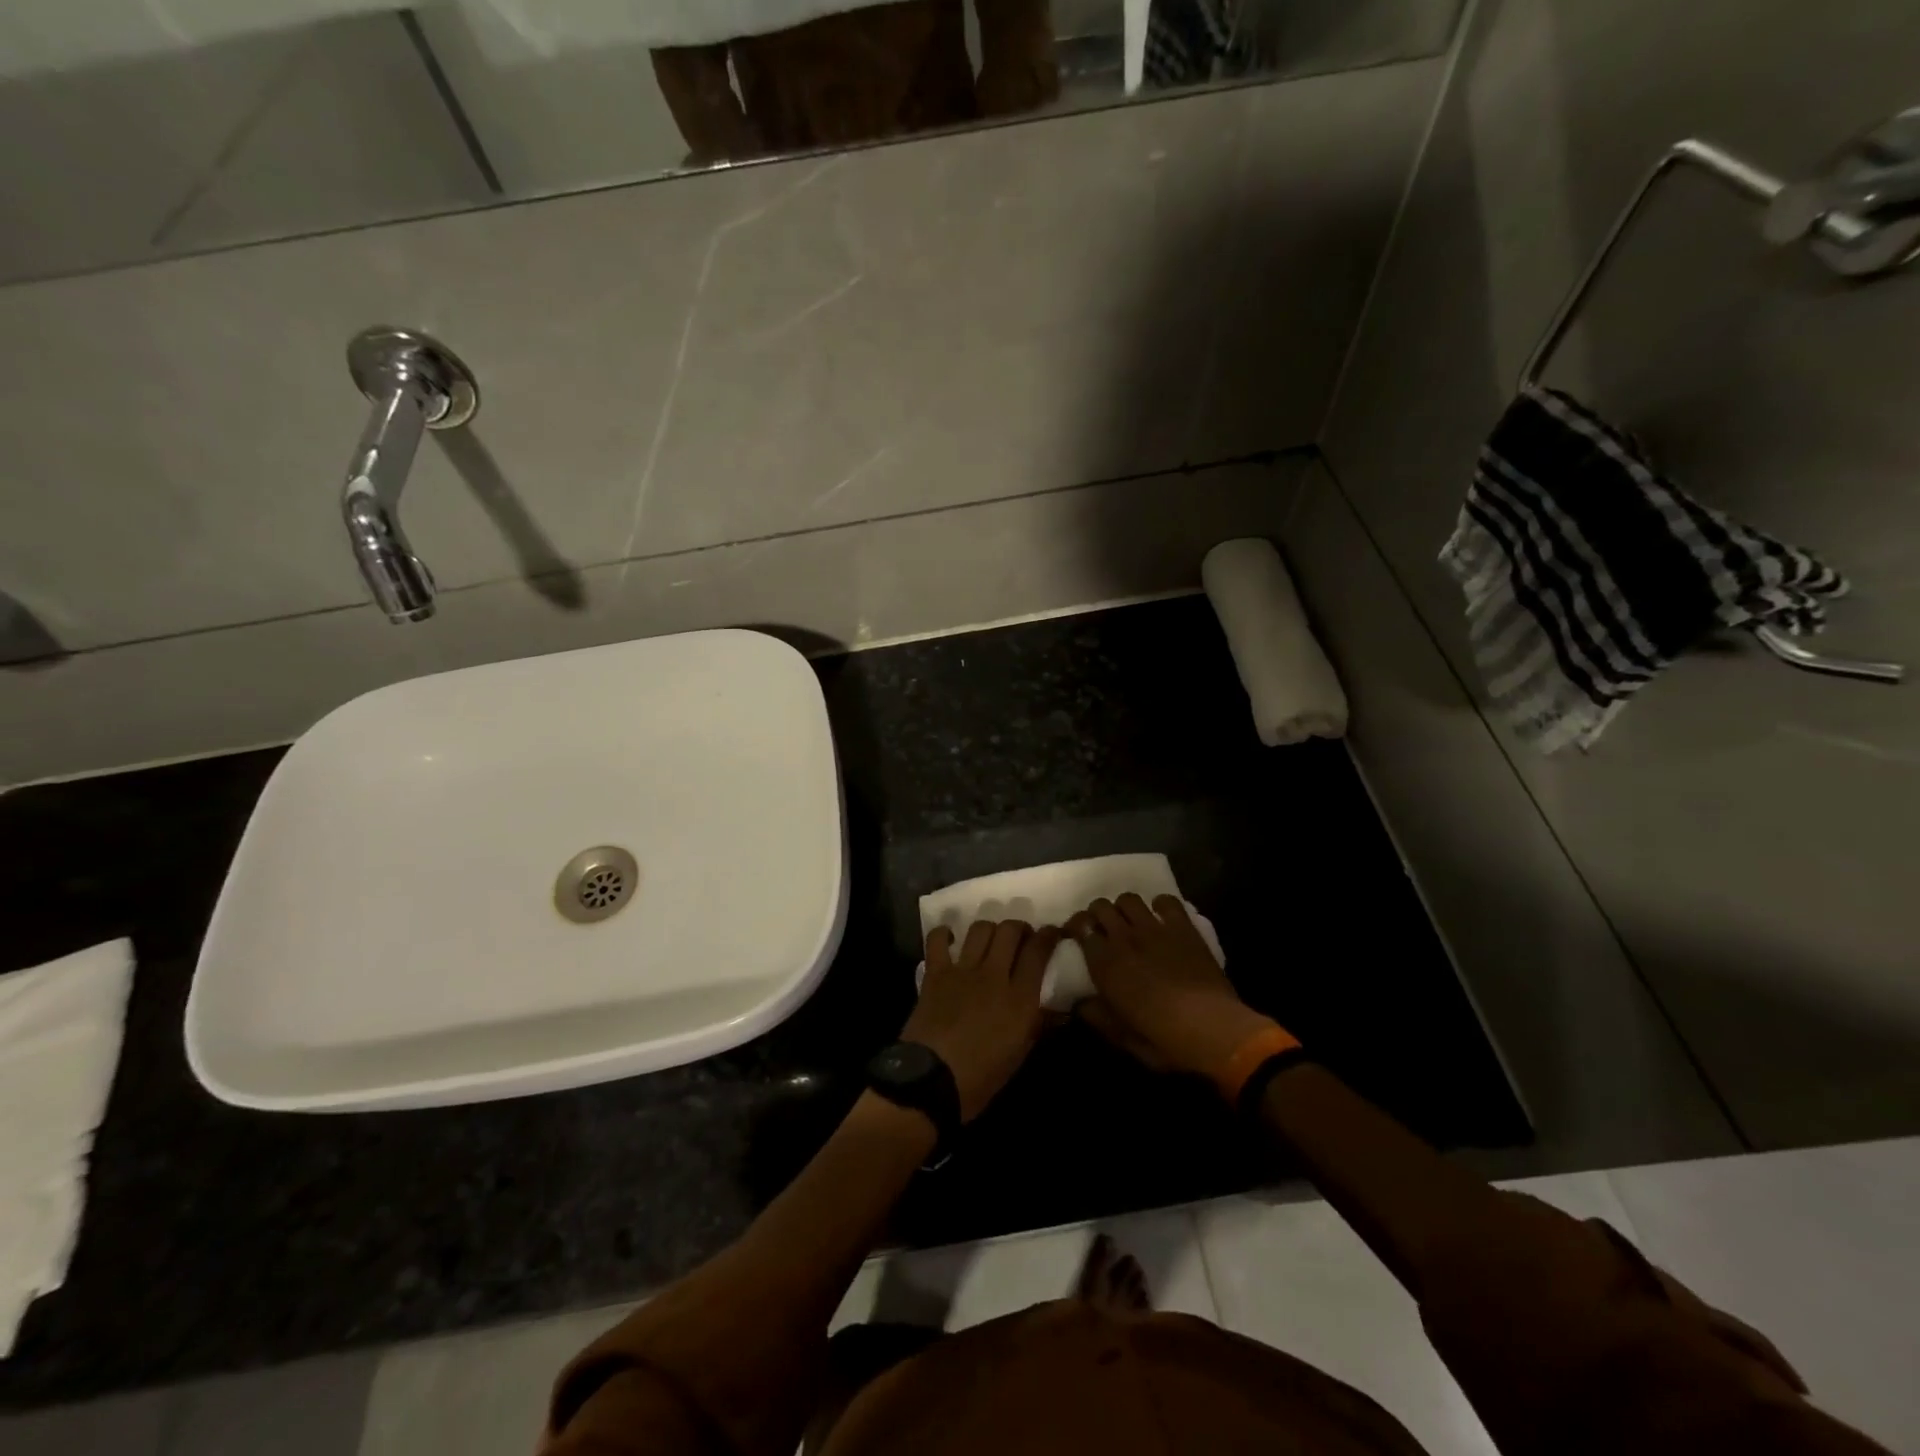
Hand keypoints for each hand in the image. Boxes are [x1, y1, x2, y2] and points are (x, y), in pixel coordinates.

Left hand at [902, 920, 1060, 1121]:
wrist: (932, 1080)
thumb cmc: (981, 1077)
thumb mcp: (1020, 1054)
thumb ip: (1037, 1024)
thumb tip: (1055, 1009)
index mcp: (1020, 998)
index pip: (1039, 951)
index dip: (1049, 935)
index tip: (1052, 932)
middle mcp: (994, 975)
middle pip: (1010, 931)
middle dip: (1019, 927)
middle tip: (1021, 936)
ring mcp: (963, 970)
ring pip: (981, 929)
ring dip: (989, 928)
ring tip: (990, 938)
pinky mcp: (936, 973)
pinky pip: (938, 940)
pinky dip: (944, 934)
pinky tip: (950, 938)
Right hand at [1068, 894, 1274, 1079]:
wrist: (1211, 1028)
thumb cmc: (1163, 1039)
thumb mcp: (1122, 1037)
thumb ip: (1097, 1016)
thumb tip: (1080, 1003)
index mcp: (1105, 964)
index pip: (1080, 927)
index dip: (1076, 927)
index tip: (1077, 936)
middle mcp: (1124, 938)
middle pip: (1101, 906)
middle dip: (1097, 914)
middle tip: (1103, 929)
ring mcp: (1155, 928)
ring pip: (1129, 898)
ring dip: (1124, 908)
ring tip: (1130, 921)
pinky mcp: (1182, 927)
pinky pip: (1166, 900)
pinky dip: (1160, 904)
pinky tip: (1161, 917)